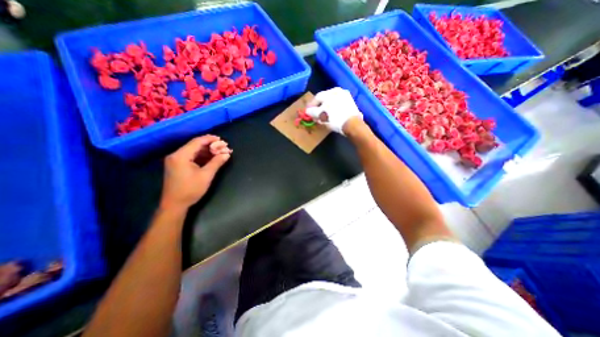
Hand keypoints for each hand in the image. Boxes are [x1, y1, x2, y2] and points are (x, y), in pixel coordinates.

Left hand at [159, 134, 230, 210]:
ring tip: (219, 152)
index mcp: (181, 156)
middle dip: (210, 146)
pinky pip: (191, 157)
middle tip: (222, 147)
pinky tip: (211, 158)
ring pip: (193, 151)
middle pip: (195, 146)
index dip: (210, 139)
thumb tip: (227, 154)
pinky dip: (201, 157)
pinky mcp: (177, 166)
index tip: (221, 139)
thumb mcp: (206, 175)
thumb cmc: (190, 189)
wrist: (174, 205)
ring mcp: (175, 161)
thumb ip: (216, 162)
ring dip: (206, 151)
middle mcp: (176, 155)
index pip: (197, 142)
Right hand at [306, 87, 363, 133]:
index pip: (317, 98)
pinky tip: (332, 116)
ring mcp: (346, 96)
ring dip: (326, 109)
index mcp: (330, 92)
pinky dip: (333, 110)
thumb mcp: (320, 116)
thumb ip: (312, 112)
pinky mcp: (351, 103)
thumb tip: (308, 111)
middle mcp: (338, 91)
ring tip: (323, 117)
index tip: (307, 112)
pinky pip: (338, 105)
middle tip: (315, 115)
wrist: (352, 124)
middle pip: (325, 99)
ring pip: (332, 102)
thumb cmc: (334, 118)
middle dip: (319, 108)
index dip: (311, 105)